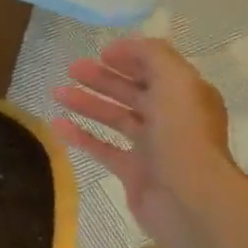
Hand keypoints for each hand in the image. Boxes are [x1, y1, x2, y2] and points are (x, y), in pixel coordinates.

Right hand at [51, 37, 238, 247]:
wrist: (191, 201)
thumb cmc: (183, 135)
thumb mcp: (175, 81)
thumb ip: (153, 56)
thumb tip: (128, 46)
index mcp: (185, 96)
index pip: (156, 69)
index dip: (130, 58)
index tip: (101, 52)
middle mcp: (170, 119)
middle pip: (133, 92)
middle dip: (103, 78)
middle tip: (72, 68)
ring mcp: (152, 147)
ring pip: (115, 118)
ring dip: (87, 103)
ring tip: (57, 92)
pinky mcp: (133, 172)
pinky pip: (102, 148)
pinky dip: (81, 136)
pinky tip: (56, 125)